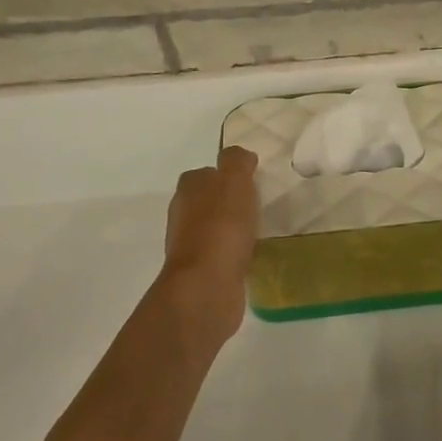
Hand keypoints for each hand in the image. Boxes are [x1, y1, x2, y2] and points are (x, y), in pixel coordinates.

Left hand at [160, 146, 259, 341]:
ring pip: (214, 227)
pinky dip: (235, 251)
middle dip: (229, 201)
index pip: (207, 172)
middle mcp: (183, 214)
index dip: (227, 174)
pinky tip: (252, 254)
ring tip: (259, 229)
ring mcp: (190, 245)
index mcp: (188, 188)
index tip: (252, 180)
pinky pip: (222, 253)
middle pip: (208, 200)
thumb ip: (237, 162)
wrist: (207, 284)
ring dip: (232, 227)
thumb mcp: (234, 181)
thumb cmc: (221, 227)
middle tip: (259, 204)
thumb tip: (241, 157)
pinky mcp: (202, 271)